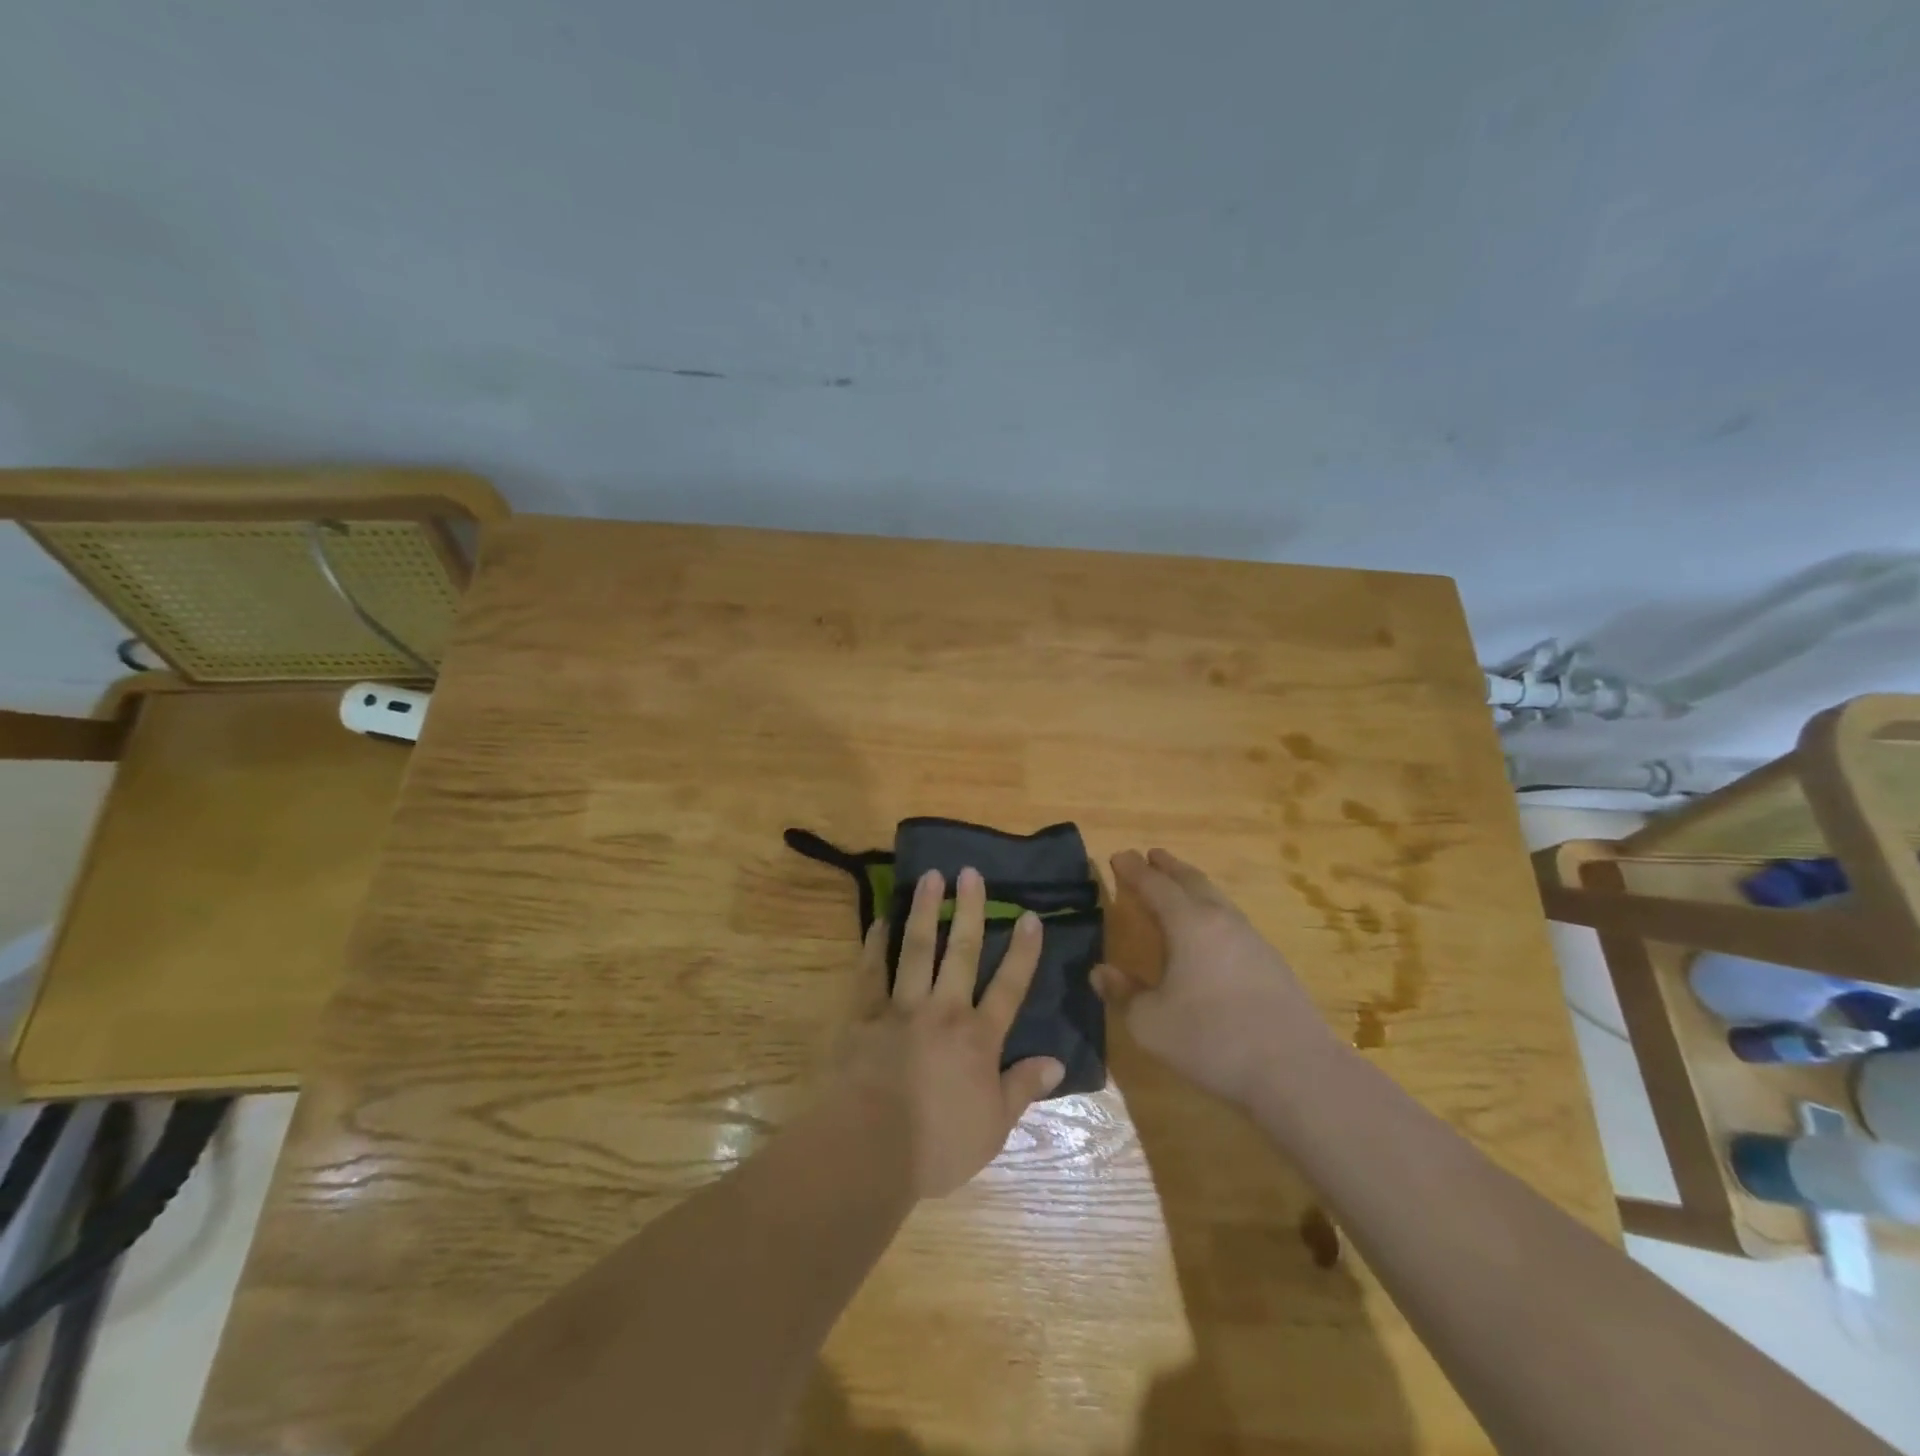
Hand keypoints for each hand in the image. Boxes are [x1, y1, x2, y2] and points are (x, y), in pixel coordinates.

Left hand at [832, 867, 1065, 1197]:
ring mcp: (902, 1008)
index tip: (1030, 916)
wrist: (870, 1150)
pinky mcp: (865, 1015)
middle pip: (962, 951)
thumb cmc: (938, 1145)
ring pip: (917, 948)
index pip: (1009, 986)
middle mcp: (944, 1011)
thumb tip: (1057, 1062)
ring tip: (930, 877)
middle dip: (970, 910)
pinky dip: (875, 944)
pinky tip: (880, 920)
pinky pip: (871, 971)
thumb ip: (1023, 1088)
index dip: (1023, 951)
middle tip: (970, 872)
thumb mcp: (994, 1127)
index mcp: (978, 1038)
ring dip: (925, 910)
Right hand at [1094, 849, 1334, 1107]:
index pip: (1155, 885)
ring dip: (1193, 886)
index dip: (1134, 870)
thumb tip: (1100, 972)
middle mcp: (1221, 920)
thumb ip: (1124, 994)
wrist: (1295, 1070)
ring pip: (1216, 898)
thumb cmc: (1212, 1039)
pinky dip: (1211, 911)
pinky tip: (1210, 932)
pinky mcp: (1271, 962)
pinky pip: (1231, 920)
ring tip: (1179, 886)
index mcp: (1189, 924)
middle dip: (1168, 867)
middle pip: (1192, 881)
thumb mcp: (1150, 1023)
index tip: (1119, 856)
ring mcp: (1251, 939)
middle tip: (1151, 856)